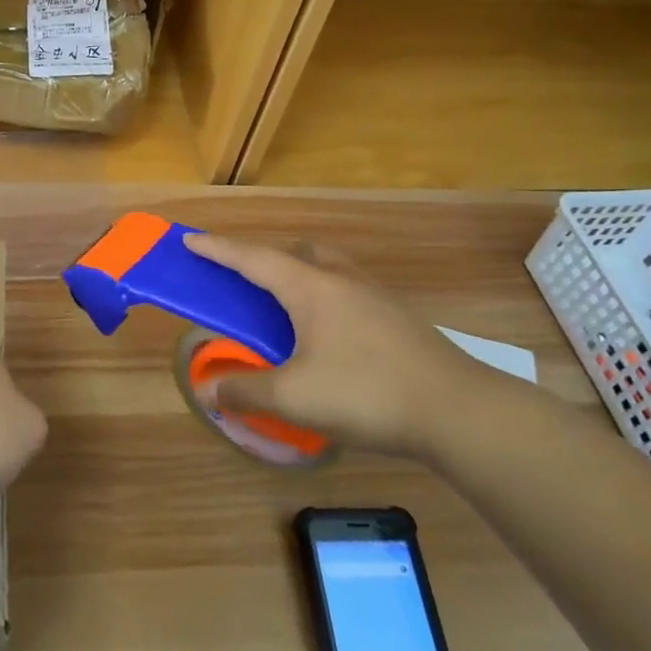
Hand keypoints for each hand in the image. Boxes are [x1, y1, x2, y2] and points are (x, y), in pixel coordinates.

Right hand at [183, 232, 502, 459]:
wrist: (460, 411)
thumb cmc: (366, 394)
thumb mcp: (294, 398)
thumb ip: (246, 391)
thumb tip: (208, 389)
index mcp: (311, 288)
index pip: (253, 258)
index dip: (218, 248)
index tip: (190, 239)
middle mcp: (342, 280)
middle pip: (296, 252)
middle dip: (265, 258)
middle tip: (246, 280)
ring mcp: (375, 297)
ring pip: (327, 268)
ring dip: (299, 275)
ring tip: (286, 308)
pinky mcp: (398, 318)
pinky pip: (348, 290)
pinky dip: (325, 298)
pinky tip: (329, 337)